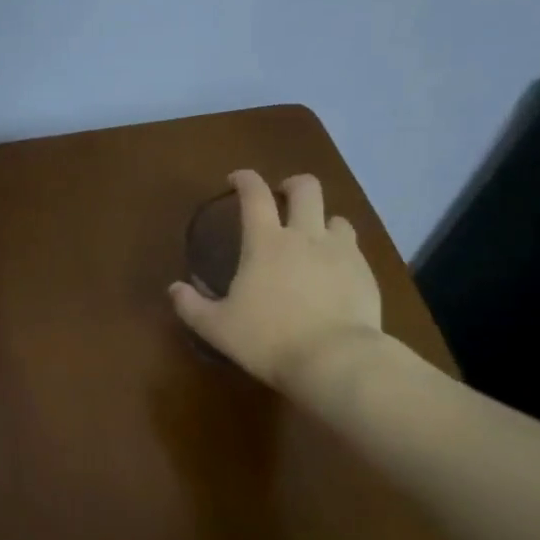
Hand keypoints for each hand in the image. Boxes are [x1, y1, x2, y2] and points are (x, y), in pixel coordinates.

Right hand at [170, 170, 385, 390]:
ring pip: (337, 218)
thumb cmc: (268, 340)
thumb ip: (192, 306)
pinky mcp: (365, 273)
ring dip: (323, 221)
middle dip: (293, 185)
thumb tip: (174, 289)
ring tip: (314, 240)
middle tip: (284, 197)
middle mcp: (305, 236)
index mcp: (265, 242)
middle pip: (306, 188)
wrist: (335, 360)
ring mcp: (341, 252)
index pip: (255, 194)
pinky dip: (342, 253)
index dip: (245, 179)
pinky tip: (335, 275)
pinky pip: (354, 250)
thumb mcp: (218, 328)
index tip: (237, 179)